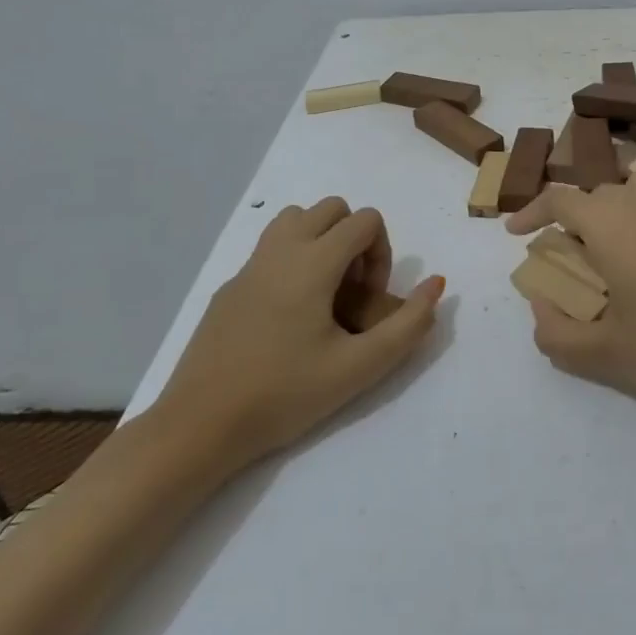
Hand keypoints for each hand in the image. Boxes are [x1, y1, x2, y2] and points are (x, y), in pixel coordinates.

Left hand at [155, 198, 443, 475]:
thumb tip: (436, 283)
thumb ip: (409, 324)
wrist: (199, 426)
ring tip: (324, 295)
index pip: (365, 220)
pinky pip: (270, 249)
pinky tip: (287, 319)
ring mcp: (249, 266)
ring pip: (296, 220)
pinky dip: (292, 262)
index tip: (369, 300)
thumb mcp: (360, 367)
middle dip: (354, 240)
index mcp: (312, 262)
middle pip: (331, 208)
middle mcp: (280, 250)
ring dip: (321, 241)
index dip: (381, 254)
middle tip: (351, 293)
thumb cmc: (284, 394)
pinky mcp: (229, 287)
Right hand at [504, 171, 635, 417]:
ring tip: (601, 246)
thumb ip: (557, 332)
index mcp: (612, 225)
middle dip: (569, 216)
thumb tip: (540, 305)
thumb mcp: (604, 352)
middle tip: (561, 258)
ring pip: (632, 187)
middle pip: (595, 192)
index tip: (516, 235)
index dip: (531, 212)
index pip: (561, 198)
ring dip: (608, 205)